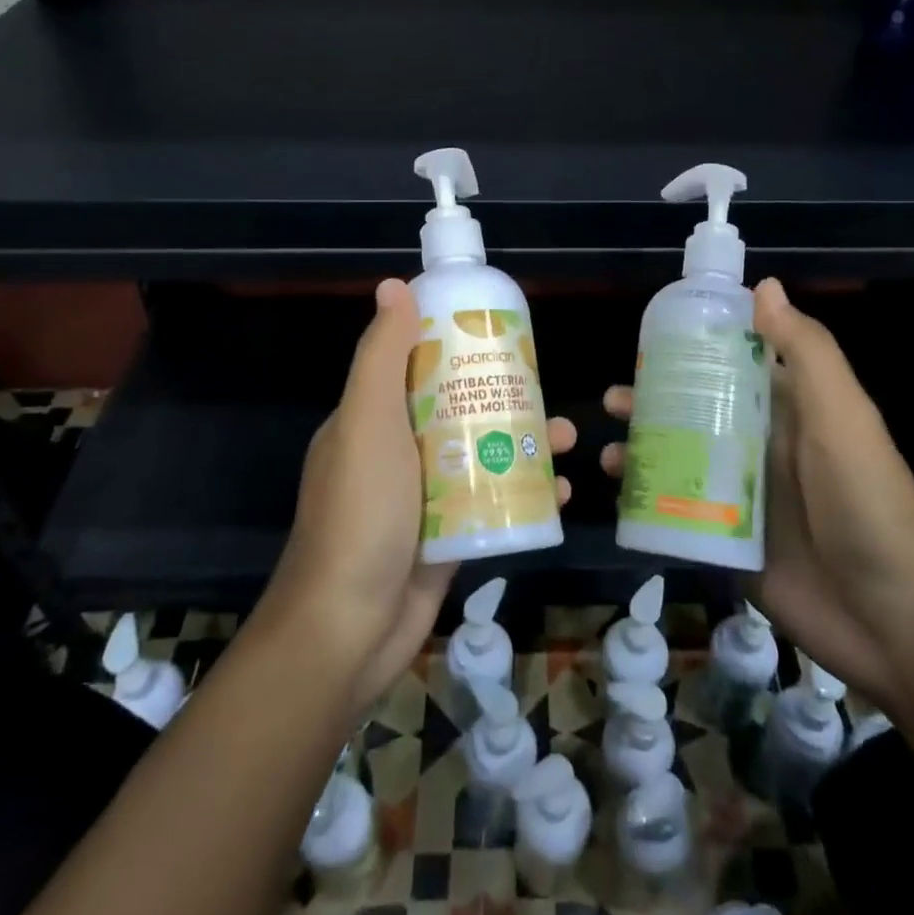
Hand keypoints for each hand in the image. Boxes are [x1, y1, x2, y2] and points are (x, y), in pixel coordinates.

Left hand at [267, 279, 573, 716]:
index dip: (454, 341)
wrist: (348, 628)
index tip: (499, 329)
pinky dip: (523, 491)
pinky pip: (489, 499)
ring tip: (564, 439)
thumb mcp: (367, 422)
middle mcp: (396, 449)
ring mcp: (423, 494)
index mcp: (371, 416)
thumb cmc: (360, 513)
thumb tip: (394, 285)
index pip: (415, 363)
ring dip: (521, 441)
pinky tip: (562, 491)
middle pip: (455, 406)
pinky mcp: (447, 534)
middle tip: (548, 388)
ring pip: (478, 452)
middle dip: (502, 394)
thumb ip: (381, 357)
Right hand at [601, 278, 913, 710]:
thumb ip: (806, 352)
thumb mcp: (842, 418)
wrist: (892, 621)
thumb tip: (762, 285)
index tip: (649, 336)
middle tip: (614, 400)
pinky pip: (678, 511)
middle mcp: (760, 445)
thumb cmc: (866, 503)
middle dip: (654, 401)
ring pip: (681, 458)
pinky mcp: (726, 540)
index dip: (694, 346)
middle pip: (697, 410)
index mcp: (788, 409)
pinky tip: (619, 498)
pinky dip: (647, 501)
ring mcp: (741, 495)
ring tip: (609, 453)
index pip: (735, 363)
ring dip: (644, 450)